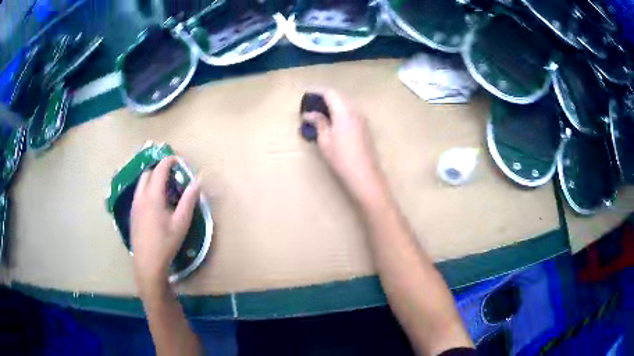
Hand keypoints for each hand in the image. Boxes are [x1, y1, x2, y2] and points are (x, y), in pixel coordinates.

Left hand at [130, 156, 201, 297]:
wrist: (147, 263)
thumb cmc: (166, 243)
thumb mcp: (181, 222)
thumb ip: (189, 200)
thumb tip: (197, 181)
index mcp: (153, 196)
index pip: (160, 169)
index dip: (169, 161)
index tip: (178, 160)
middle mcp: (141, 196)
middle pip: (148, 173)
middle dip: (159, 169)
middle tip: (172, 175)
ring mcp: (134, 205)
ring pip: (141, 183)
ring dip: (152, 179)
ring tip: (164, 188)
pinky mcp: (132, 213)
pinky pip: (138, 193)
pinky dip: (147, 189)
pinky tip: (155, 204)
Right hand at [302, 90, 386, 202]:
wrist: (365, 174)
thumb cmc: (341, 158)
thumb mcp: (325, 140)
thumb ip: (318, 123)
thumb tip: (308, 114)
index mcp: (344, 111)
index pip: (330, 93)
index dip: (317, 91)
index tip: (306, 93)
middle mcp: (355, 110)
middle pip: (339, 96)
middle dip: (324, 97)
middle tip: (311, 104)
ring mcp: (362, 118)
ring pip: (346, 103)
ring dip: (333, 104)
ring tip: (319, 112)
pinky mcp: (365, 126)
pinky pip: (351, 111)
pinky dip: (340, 111)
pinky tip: (332, 121)